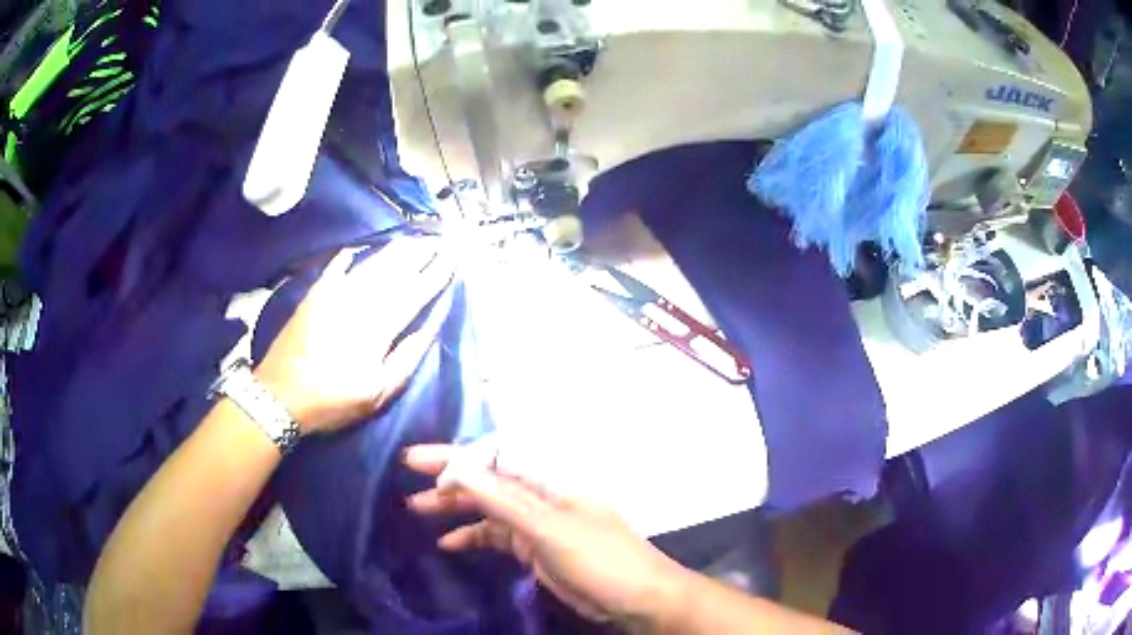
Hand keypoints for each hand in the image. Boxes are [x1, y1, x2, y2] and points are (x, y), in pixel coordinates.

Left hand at [256, 239, 452, 433]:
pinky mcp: (313, 297)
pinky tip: (357, 249)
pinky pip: (334, 269)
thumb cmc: (333, 400)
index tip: (453, 259)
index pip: (415, 293)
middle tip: (438, 240)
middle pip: (394, 272)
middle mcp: (359, 303)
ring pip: (369, 266)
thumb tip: (431, 327)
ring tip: (410, 240)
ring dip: (392, 252)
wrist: (280, 395)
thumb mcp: (378, 392)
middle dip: (419, 255)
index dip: (436, 275)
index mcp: (379, 328)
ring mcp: (333, 296)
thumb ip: (407, 357)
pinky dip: (346, 257)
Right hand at [404, 444, 688, 627]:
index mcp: (547, 481)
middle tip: (407, 471)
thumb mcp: (549, 528)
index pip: (494, 457)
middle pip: (487, 479)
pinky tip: (449, 543)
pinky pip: (496, 537)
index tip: (421, 467)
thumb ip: (504, 500)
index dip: (457, 458)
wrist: (636, 598)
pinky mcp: (535, 549)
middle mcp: (539, 496)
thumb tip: (459, 468)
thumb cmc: (599, 558)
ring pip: (487, 508)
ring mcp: (537, 524)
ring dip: (454, 507)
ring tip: (417, 508)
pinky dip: (473, 537)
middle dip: (448, 475)